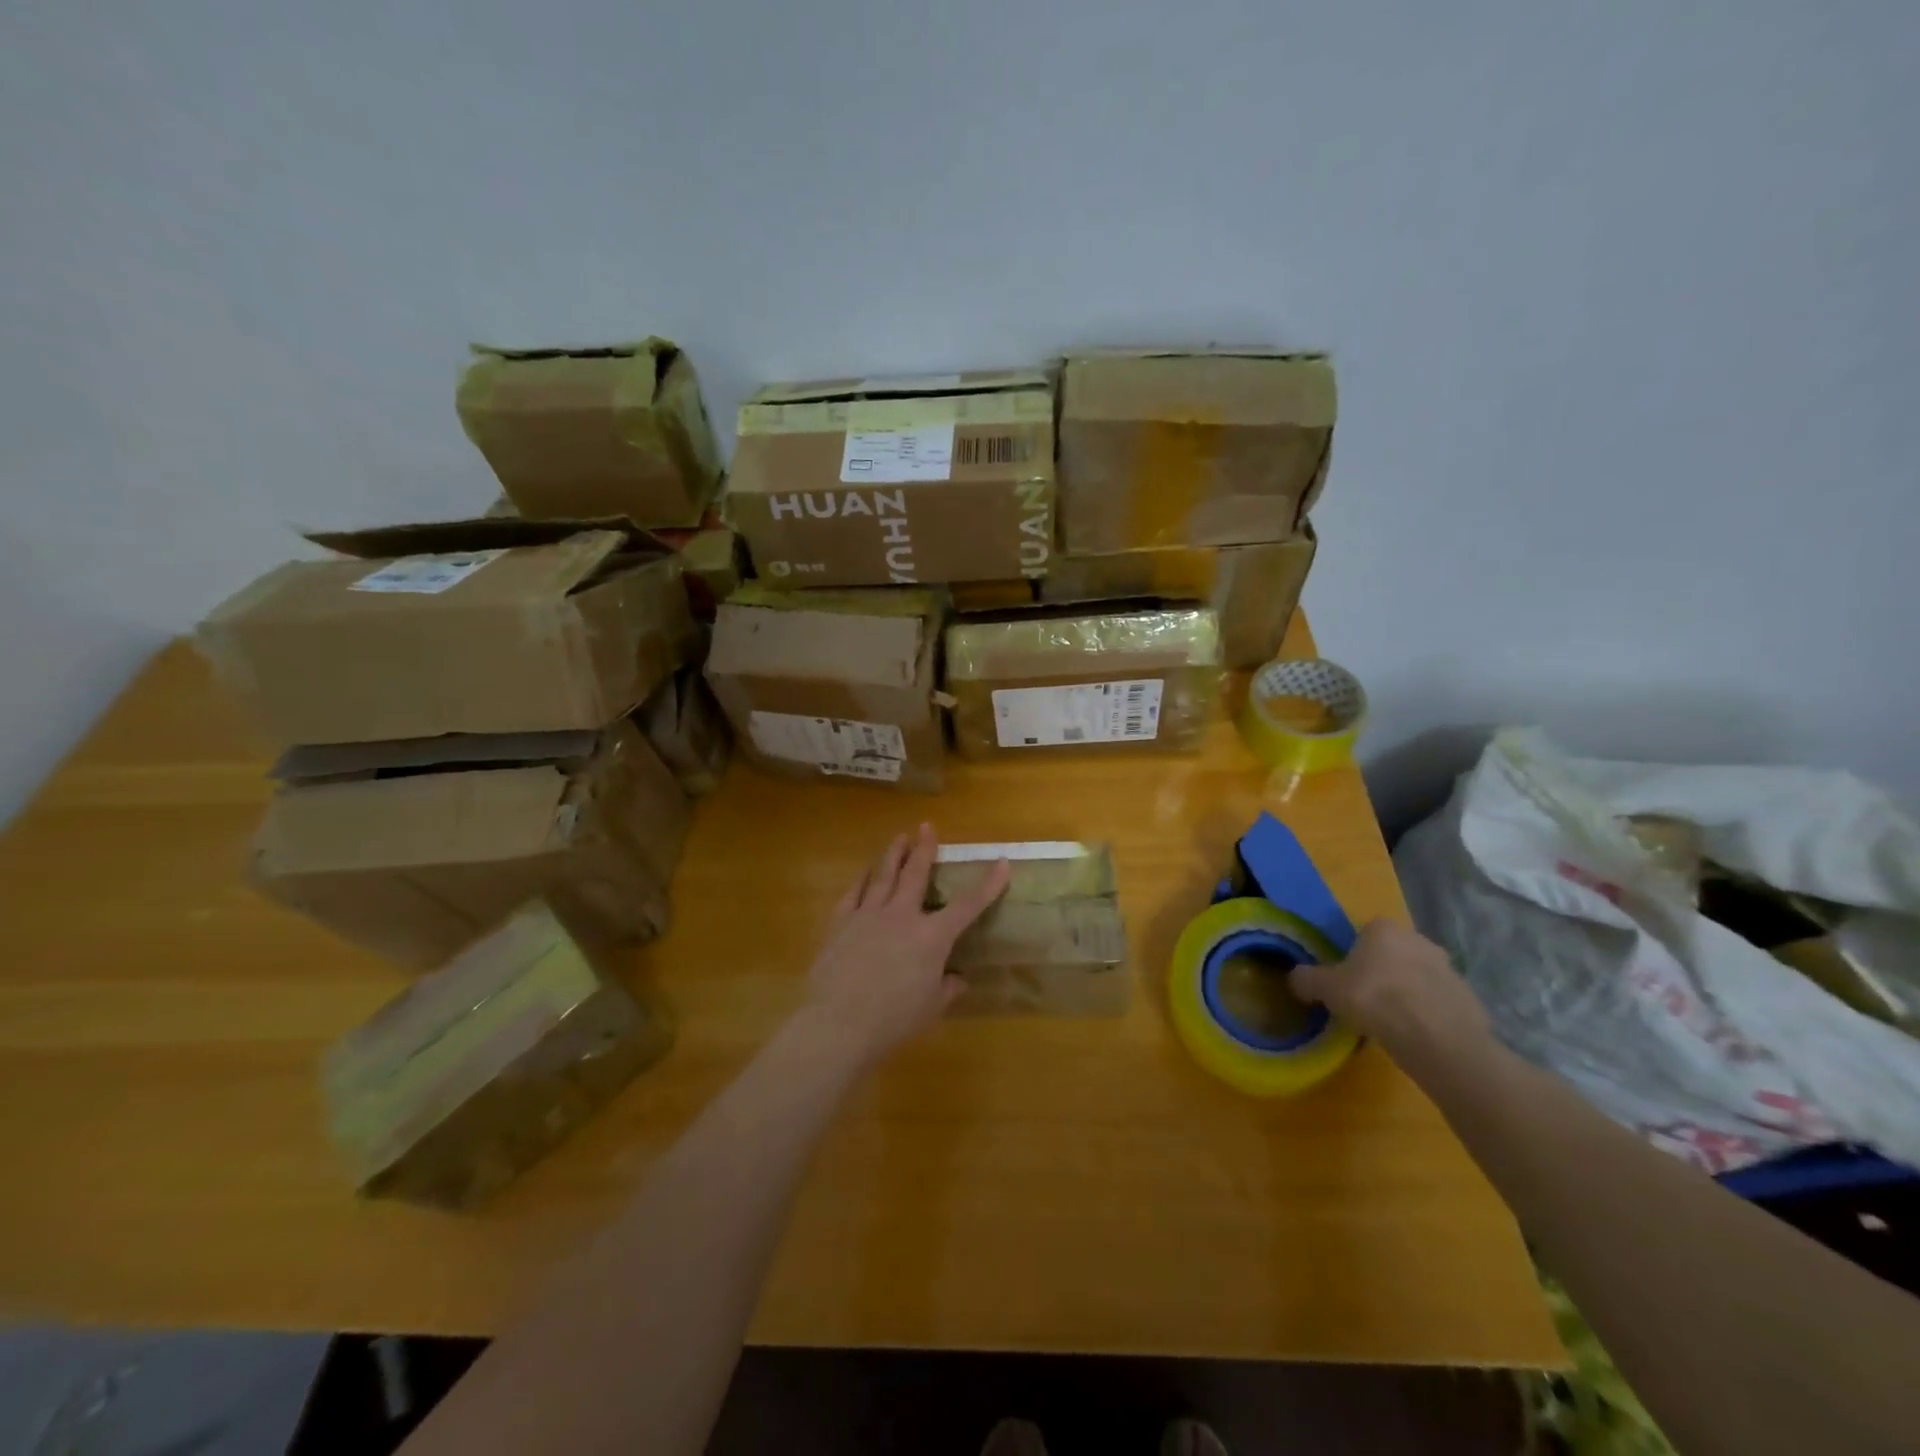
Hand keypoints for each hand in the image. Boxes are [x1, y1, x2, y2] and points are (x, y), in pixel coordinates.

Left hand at [800, 824, 1010, 1068]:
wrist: (839, 1022)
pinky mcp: (841, 922)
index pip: (968, 905)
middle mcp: (902, 915)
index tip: (1001, 861)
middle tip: (927, 826)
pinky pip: (854, 893)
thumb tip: (960, 979)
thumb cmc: (893, 1018)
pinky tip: (865, 872)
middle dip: (925, 848)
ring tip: (899, 837)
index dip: (988, 884)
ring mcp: (869, 915)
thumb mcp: (931, 1007)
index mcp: (932, 937)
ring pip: (884, 875)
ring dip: (893, 854)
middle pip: (916, 874)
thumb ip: (948, 989)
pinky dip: (862, 879)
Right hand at [1288, 919, 1490, 1068]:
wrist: (1440, 1041)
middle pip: (1391, 953)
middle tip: (1365, 1000)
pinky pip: (1438, 1001)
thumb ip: (1307, 979)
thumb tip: (1295, 977)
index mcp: (1383, 928)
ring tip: (1391, 1022)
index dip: (1352, 956)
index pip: (1363, 933)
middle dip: (1381, 972)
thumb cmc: (1376, 1000)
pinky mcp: (1468, 997)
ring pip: (1416, 977)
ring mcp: (1448, 967)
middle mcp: (1418, 938)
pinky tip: (1416, 1035)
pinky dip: (1427, 1013)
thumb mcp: (1326, 989)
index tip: (1345, 980)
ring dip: (1406, 992)